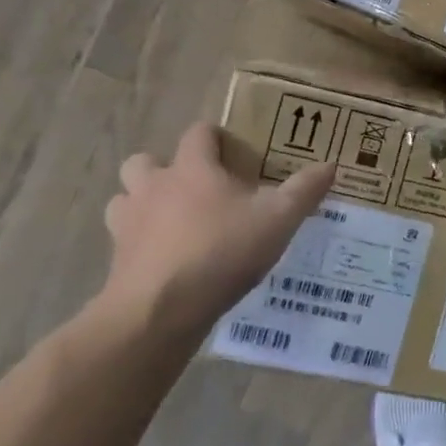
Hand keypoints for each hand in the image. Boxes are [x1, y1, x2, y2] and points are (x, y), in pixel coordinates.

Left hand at [103, 122, 336, 335]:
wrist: (159, 310)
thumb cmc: (222, 251)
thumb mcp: (279, 219)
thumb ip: (304, 190)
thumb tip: (330, 165)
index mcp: (192, 169)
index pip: (198, 134)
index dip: (214, 137)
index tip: (233, 150)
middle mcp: (154, 187)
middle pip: (144, 161)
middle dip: (165, 168)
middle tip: (196, 187)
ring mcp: (128, 223)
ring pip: (125, 198)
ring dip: (143, 202)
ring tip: (172, 221)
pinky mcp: (116, 259)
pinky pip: (123, 239)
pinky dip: (139, 242)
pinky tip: (165, 258)